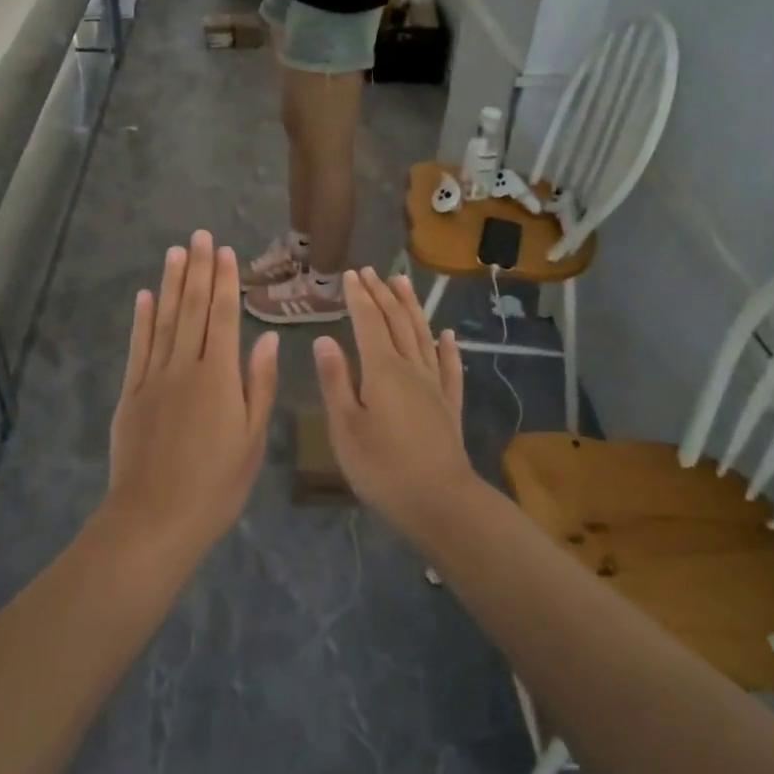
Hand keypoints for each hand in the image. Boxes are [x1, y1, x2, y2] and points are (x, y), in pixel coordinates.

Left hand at [106, 232, 279, 558]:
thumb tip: (266, 337)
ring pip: (163, 321)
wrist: (155, 518)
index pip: (221, 316)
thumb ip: (258, 383)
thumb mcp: (252, 438)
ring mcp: (153, 378)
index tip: (224, 251)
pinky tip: (144, 297)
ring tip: (174, 252)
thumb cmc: (216, 483)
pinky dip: (141, 320)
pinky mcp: (131, 394)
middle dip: (197, 270)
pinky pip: (138, 348)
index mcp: (218, 376)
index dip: (223, 282)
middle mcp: (184, 366)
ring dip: (169, 284)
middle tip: (199, 236)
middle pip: (191, 309)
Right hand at [313, 270, 472, 531]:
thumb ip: (335, 381)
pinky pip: (449, 367)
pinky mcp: (450, 406)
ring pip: (423, 335)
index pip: (368, 322)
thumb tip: (324, 339)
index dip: (358, 297)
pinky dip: (447, 347)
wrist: (441, 502)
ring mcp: (434, 386)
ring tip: (403, 283)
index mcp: (381, 370)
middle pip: (396, 322)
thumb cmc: (382, 467)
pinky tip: (447, 335)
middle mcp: (411, 368)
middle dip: (382, 294)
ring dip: (412, 307)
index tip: (350, 274)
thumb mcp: (345, 427)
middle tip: (371, 271)